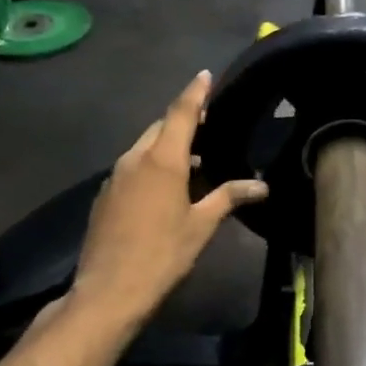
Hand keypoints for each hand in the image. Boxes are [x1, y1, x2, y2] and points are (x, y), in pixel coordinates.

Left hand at [71, 71, 268, 329]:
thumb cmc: (162, 255)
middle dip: (181, 121)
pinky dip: (149, 166)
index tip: (205, 74)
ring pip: (143, 149)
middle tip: (207, 125)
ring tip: (191, 159)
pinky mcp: (104, 197)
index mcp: (161, 160)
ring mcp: (114, 177)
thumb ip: (229, 197)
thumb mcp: (201, 226)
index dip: (195, 92)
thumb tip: (262, 186)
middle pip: (159, 128)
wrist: (109, 291)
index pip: (180, 113)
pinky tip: (163, 188)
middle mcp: (134, 159)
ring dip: (165, 146)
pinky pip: (131, 169)